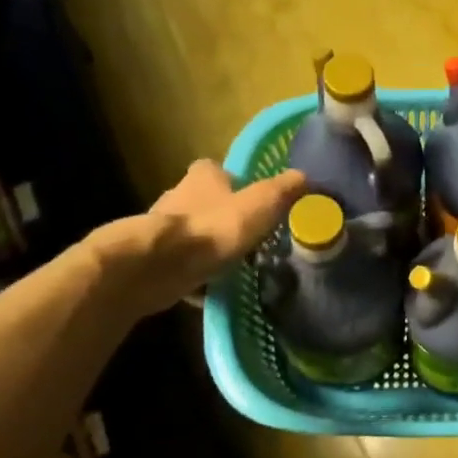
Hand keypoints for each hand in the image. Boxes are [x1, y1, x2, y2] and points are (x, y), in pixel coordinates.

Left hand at [104, 161, 305, 315]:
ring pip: (190, 232)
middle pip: (202, 200)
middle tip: (247, 235)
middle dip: (221, 215)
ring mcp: (161, 229)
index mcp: (202, 178)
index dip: (233, 181)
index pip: (215, 169)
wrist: (157, 267)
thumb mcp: (260, 206)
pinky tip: (210, 288)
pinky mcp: (152, 258)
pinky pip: (180, 263)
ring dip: (206, 244)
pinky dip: (193, 272)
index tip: (250, 199)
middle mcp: (177, 196)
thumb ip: (282, 191)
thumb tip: (305, 176)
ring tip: (232, 263)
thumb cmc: (213, 229)